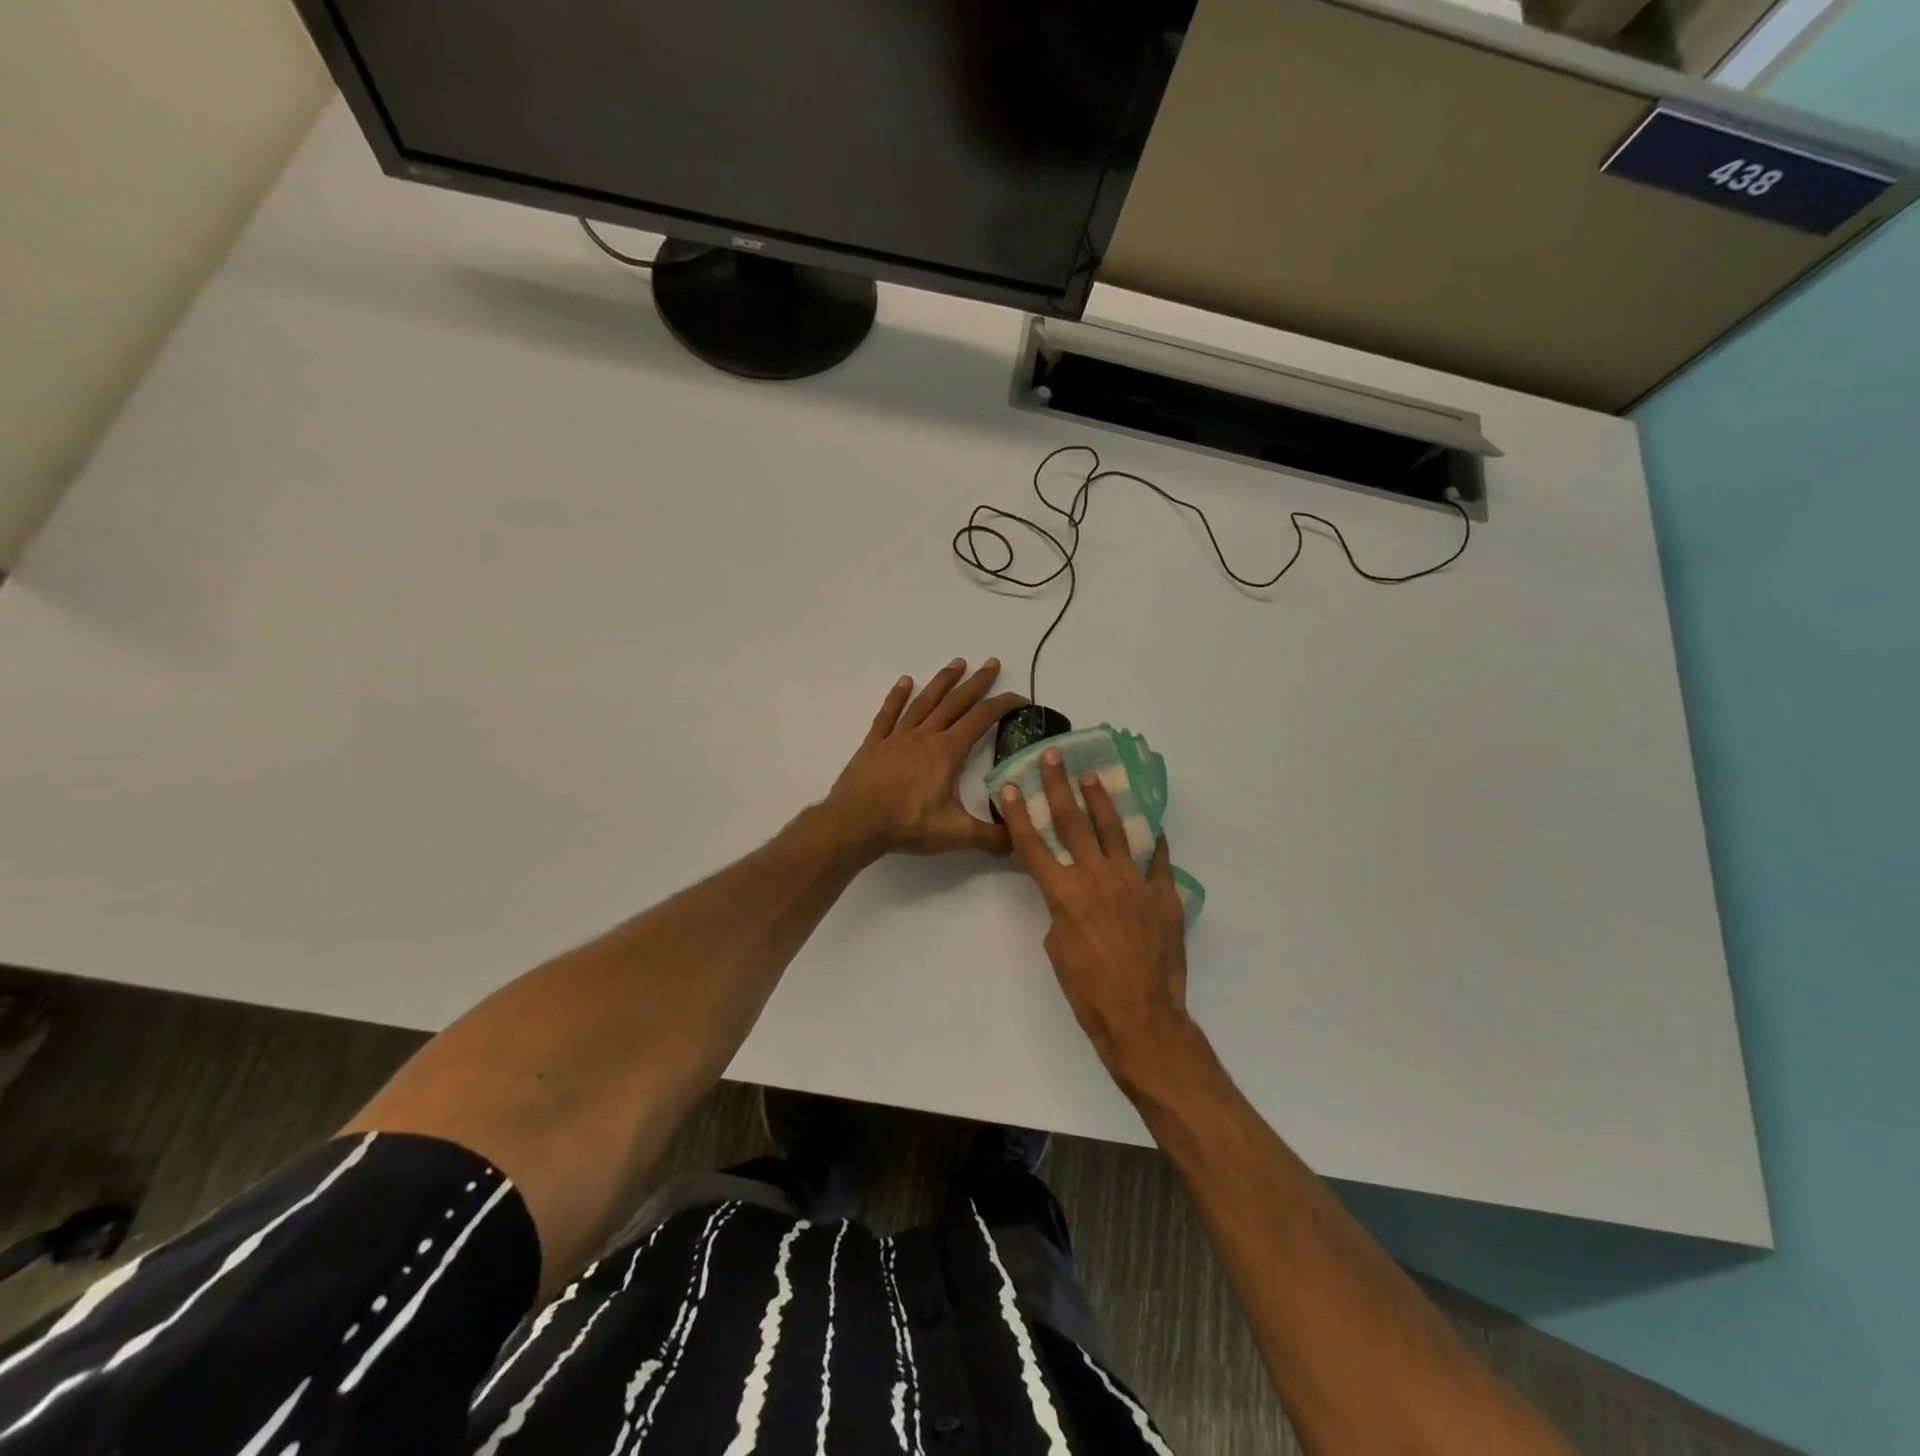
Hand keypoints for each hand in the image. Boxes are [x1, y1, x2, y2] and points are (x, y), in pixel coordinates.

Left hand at [825, 659, 1025, 857]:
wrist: (855, 824)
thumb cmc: (907, 825)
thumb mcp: (956, 834)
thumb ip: (992, 837)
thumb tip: (1021, 841)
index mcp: (947, 752)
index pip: (982, 719)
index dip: (1003, 705)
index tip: (1020, 698)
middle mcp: (925, 736)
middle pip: (955, 702)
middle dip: (977, 682)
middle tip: (992, 663)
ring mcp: (897, 737)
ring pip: (924, 701)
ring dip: (942, 681)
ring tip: (957, 663)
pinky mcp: (874, 744)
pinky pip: (888, 714)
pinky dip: (897, 696)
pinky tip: (905, 681)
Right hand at [1002, 748, 1192, 1086]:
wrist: (1140, 1016)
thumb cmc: (1088, 990)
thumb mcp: (1058, 947)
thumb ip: (1061, 910)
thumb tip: (1072, 894)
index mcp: (1063, 893)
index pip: (1034, 845)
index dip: (1018, 814)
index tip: (1008, 787)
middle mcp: (1096, 877)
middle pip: (1072, 824)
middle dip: (1058, 787)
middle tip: (1054, 758)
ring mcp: (1133, 882)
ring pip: (1115, 829)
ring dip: (1101, 800)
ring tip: (1092, 777)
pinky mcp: (1162, 893)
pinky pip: (1158, 858)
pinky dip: (1153, 839)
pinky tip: (1150, 822)